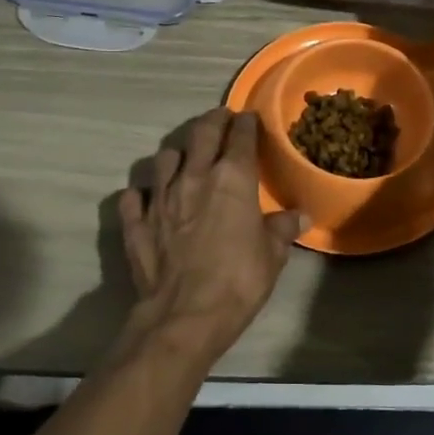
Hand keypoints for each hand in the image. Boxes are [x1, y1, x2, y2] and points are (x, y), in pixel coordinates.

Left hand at [118, 108, 306, 367]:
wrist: (184, 315)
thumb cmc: (238, 281)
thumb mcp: (272, 256)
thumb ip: (282, 229)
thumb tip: (299, 216)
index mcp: (232, 178)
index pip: (240, 136)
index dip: (246, 124)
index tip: (249, 119)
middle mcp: (193, 176)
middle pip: (201, 133)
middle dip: (213, 121)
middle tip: (220, 119)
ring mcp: (160, 196)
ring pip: (164, 157)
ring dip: (177, 154)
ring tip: (184, 159)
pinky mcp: (135, 221)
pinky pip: (134, 195)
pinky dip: (142, 193)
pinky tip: (148, 198)